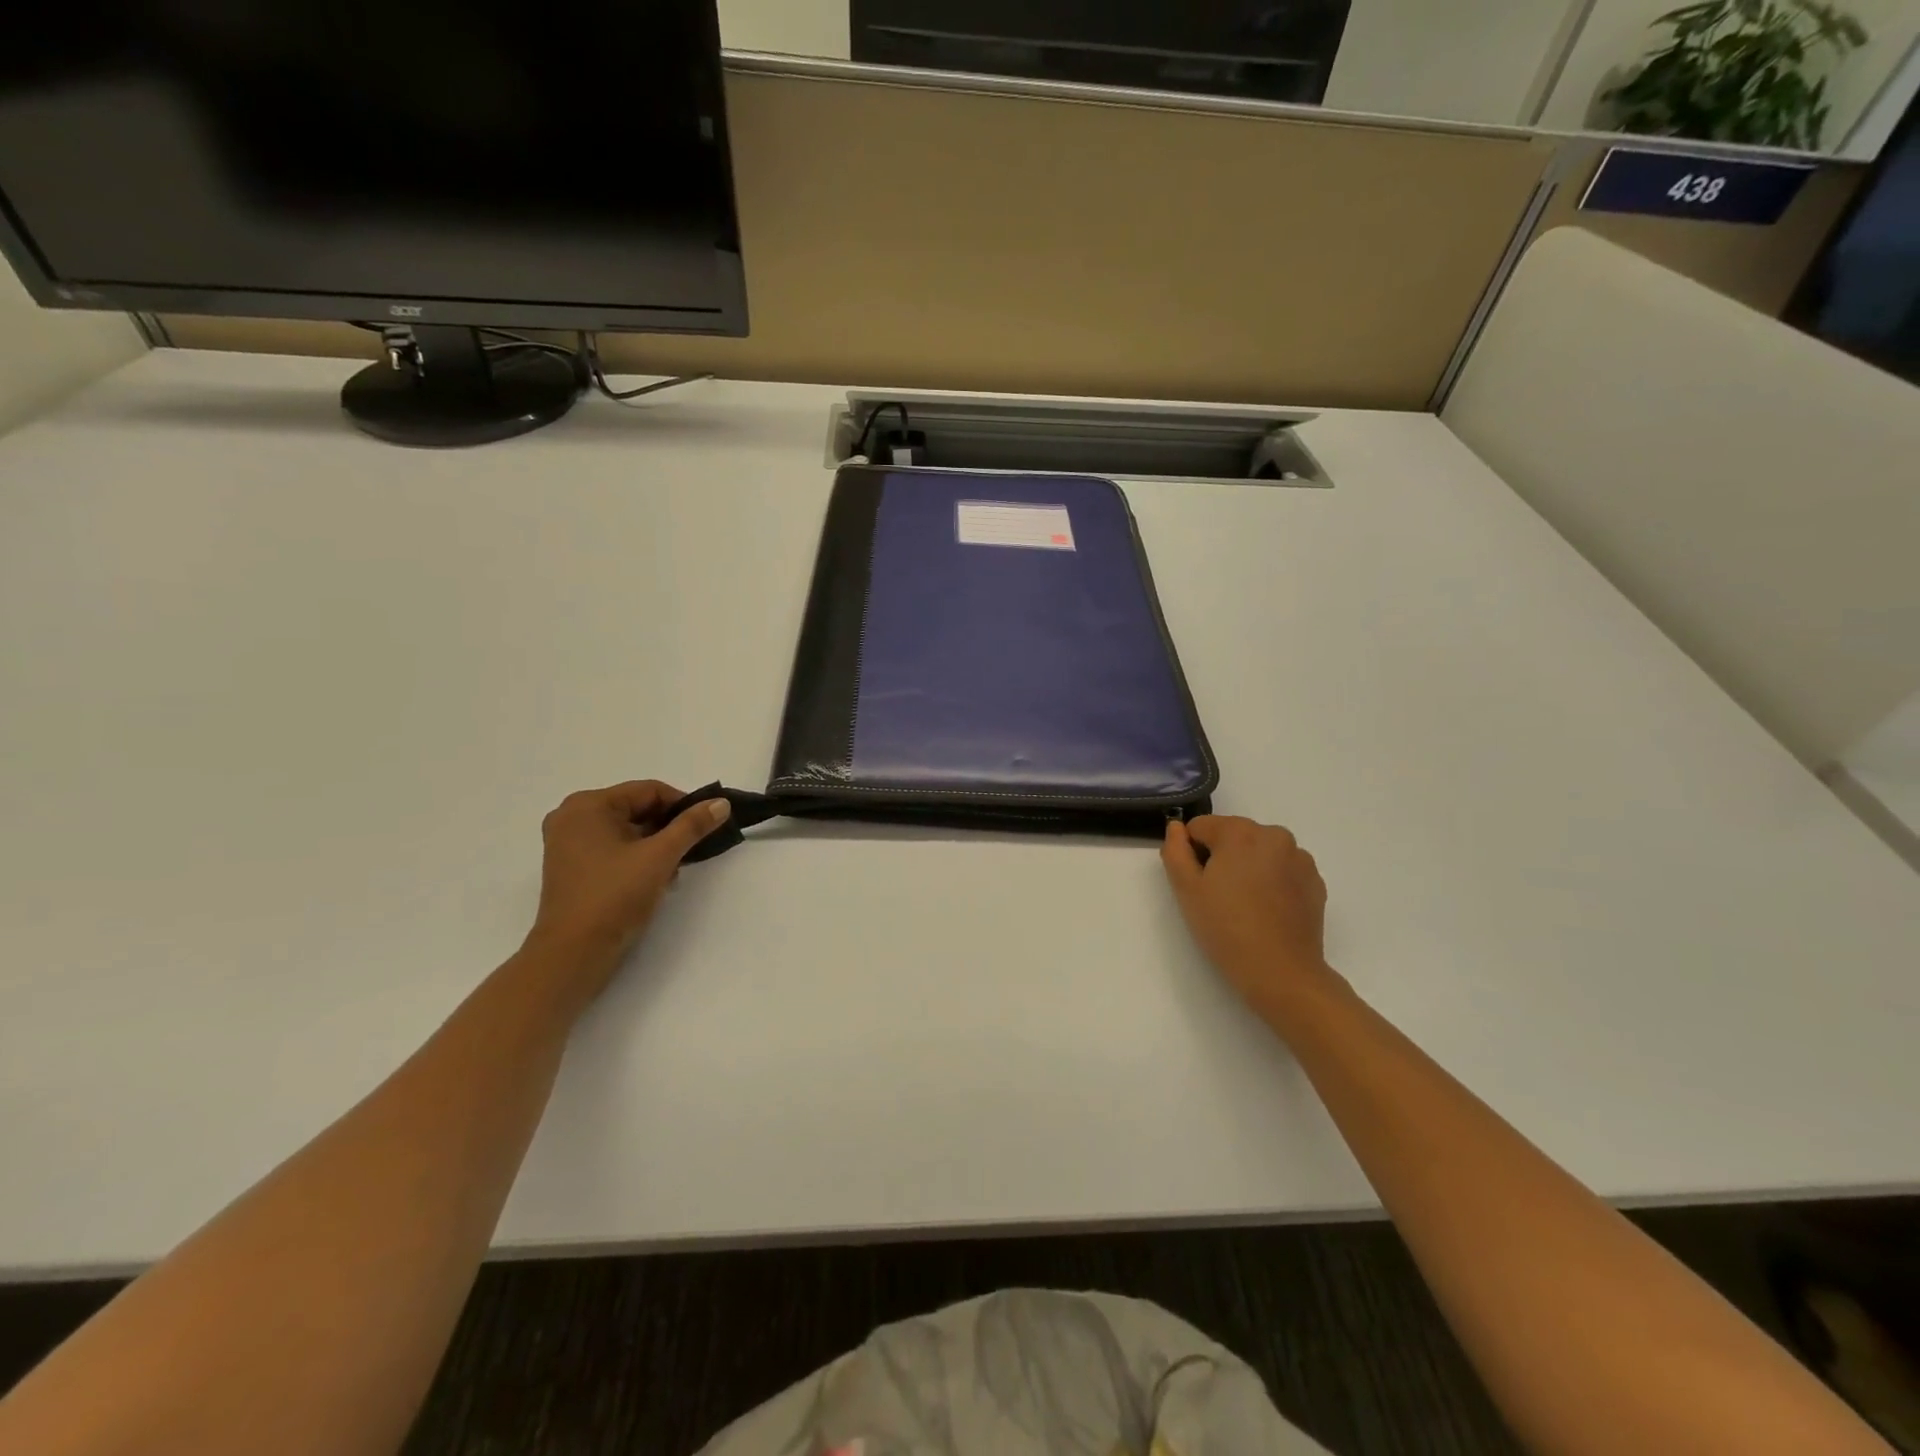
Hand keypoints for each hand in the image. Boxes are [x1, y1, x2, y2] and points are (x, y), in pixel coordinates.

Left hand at [527, 781, 731, 966]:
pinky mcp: (572, 868)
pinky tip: (654, 881)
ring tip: (672, 873)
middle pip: (637, 810)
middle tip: (691, 852)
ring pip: (628, 832)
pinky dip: (637, 859)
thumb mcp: (660, 856)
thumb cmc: (614, 896)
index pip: (648, 791)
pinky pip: (613, 849)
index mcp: (587, 805)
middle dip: (668, 830)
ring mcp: (568, 844)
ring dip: (656, 847)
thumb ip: (692, 826)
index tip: (706, 826)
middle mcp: (572, 817)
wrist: (573, 954)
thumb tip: (721, 803)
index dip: (682, 806)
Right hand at [1162, 816, 1343, 1025]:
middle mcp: (1274, 835)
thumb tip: (1176, 828)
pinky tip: (1267, 912)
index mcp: (1240, 831)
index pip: (1200, 827)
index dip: (1191, 854)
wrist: (1282, 973)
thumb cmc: (1226, 928)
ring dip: (1248, 868)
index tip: (1197, 884)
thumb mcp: (1186, 889)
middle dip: (1221, 858)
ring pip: (1259, 852)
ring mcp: (1300, 858)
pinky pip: (1282, 870)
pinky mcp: (1315, 882)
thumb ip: (1175, 850)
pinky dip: (1271, 882)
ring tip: (1245, 906)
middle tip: (1218, 898)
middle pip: (1232, 836)